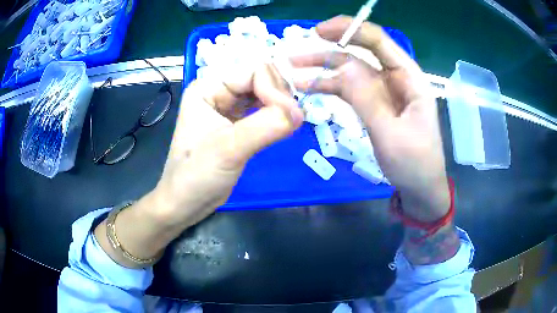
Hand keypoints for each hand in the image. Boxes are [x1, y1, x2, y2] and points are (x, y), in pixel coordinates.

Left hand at [94, 64, 303, 267]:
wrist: (185, 203)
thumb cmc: (196, 176)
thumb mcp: (228, 150)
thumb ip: (265, 127)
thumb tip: (300, 113)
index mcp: (208, 86)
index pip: (253, 71)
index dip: (275, 89)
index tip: (291, 117)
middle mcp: (218, 89)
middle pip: (261, 76)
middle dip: (280, 95)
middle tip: (292, 120)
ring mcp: (228, 105)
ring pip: (264, 91)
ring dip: (281, 103)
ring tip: (291, 122)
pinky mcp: (237, 121)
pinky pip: (263, 107)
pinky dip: (277, 113)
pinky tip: (284, 124)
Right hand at [292, 16, 449, 220]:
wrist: (420, 188)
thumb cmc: (414, 163)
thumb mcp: (391, 134)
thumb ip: (367, 98)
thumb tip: (342, 66)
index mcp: (409, 77)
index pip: (379, 41)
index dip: (349, 29)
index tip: (319, 31)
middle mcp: (395, 77)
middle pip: (360, 52)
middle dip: (329, 49)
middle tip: (296, 54)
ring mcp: (383, 90)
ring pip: (351, 70)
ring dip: (323, 68)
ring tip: (292, 71)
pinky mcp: (374, 104)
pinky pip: (350, 89)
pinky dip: (329, 86)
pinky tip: (308, 87)